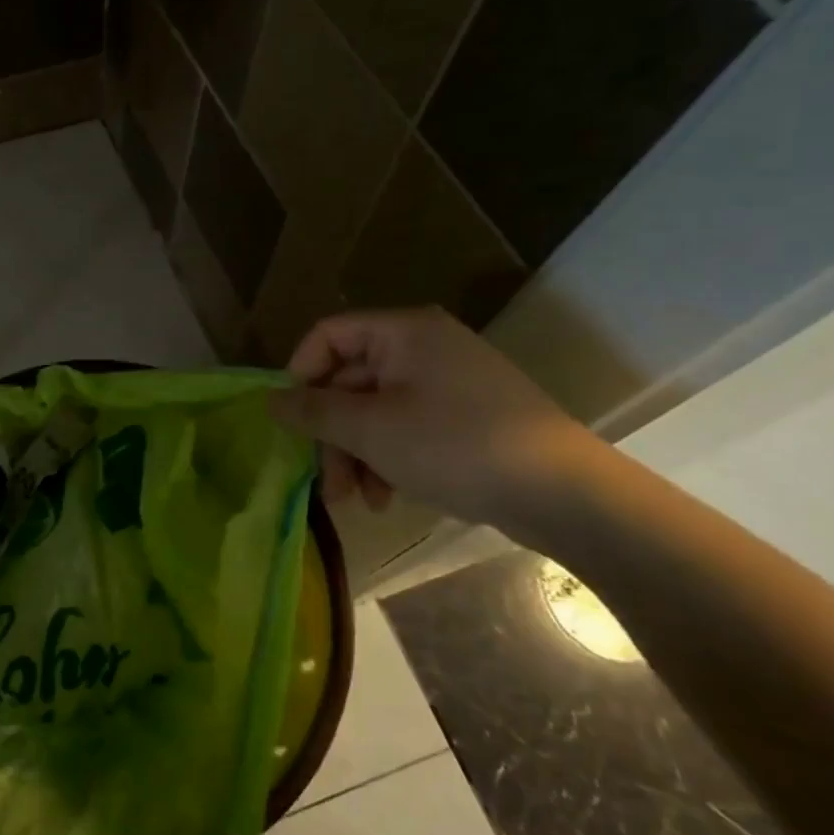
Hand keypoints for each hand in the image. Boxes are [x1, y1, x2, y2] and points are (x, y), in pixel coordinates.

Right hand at [268, 308, 595, 528]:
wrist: (563, 493)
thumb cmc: (454, 445)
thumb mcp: (370, 429)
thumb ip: (313, 411)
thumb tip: (269, 400)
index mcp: (403, 333)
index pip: (328, 336)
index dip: (301, 374)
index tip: (292, 420)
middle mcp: (424, 348)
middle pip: (351, 381)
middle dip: (332, 434)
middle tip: (326, 484)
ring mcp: (448, 384)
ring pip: (376, 411)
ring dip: (358, 455)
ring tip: (358, 501)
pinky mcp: (466, 419)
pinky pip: (407, 429)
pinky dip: (389, 460)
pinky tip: (388, 498)